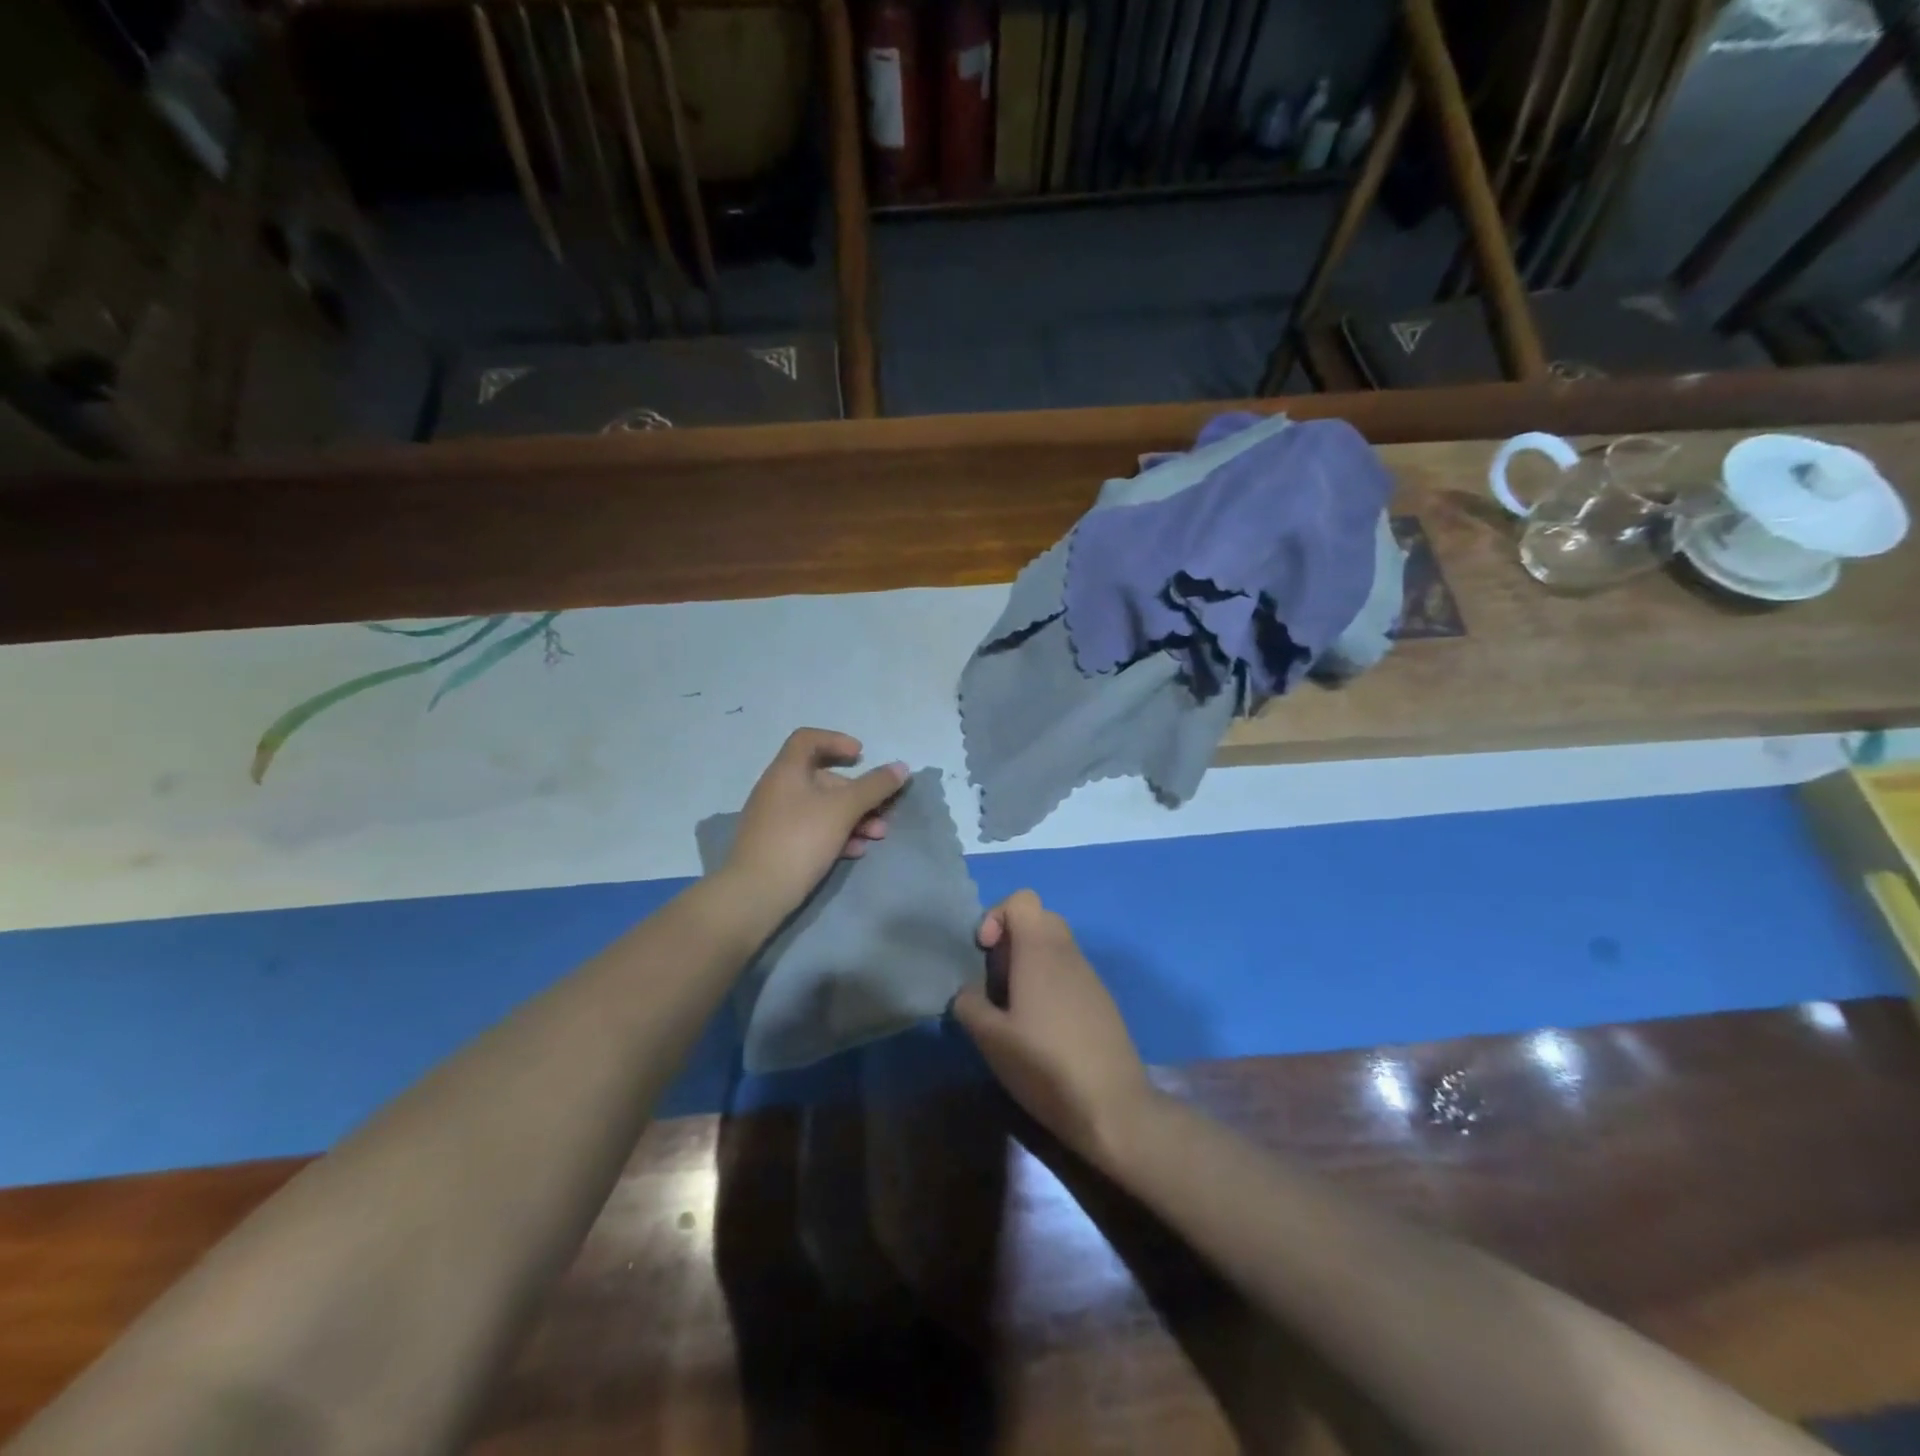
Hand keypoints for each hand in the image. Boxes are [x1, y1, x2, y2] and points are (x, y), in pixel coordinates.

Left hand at [720, 728, 907, 923]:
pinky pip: (812, 829)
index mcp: (786, 771)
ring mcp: (775, 819)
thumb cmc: (800, 840)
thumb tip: (901, 767)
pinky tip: (856, 851)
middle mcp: (777, 789)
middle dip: (858, 792)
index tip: (861, 756)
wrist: (755, 893)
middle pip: (822, 778)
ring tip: (877, 835)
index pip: (808, 739)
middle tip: (883, 809)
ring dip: (853, 816)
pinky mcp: (778, 845)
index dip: (836, 741)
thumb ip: (874, 786)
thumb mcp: (843, 809)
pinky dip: (836, 834)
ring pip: (821, 807)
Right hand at [951, 890, 1153, 1167]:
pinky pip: (1069, 973)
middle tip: (996, 981)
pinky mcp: (1102, 1001)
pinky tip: (1042, 1029)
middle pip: (1039, 919)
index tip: (984, 954)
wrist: (1113, 1108)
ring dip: (1030, 964)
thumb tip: (967, 992)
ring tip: (1015, 1010)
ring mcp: (1090, 977)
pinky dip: (1050, 984)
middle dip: (1012, 939)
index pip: (1022, 899)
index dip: (996, 916)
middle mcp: (1068, 953)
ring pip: (1056, 947)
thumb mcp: (991, 1039)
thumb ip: (969, 1005)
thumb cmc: (1045, 1065)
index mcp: (1041, 950)